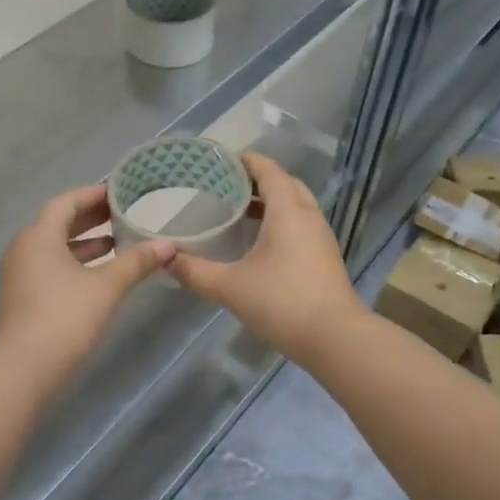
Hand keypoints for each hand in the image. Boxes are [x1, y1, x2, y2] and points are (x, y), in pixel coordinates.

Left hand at [0, 185, 172, 379]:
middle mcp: (23, 250)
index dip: (93, 195)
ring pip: (54, 249)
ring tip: (117, 243)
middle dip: (90, 219)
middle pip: (58, 224)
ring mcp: (19, 276)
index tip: (119, 192)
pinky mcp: (22, 299)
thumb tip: (168, 245)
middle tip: (122, 214)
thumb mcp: (106, 286)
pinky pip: (50, 269)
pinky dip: (74, 264)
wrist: (23, 369)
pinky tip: (99, 276)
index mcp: (38, 237)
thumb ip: (137, 262)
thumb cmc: (65, 317)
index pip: (66, 202)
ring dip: (84, 244)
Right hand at [167, 152, 363, 364]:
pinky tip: (258, 244)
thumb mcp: (229, 287)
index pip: (268, 170)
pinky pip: (300, 226)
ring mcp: (320, 238)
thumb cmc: (281, 302)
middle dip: (257, 180)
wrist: (334, 339)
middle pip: (285, 184)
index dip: (246, 161)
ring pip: (295, 206)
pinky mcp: (324, 258)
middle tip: (226, 187)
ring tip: (238, 212)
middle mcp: (308, 216)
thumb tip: (165, 259)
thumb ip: (194, 271)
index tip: (220, 161)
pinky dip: (279, 222)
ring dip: (270, 203)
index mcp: (288, 211)